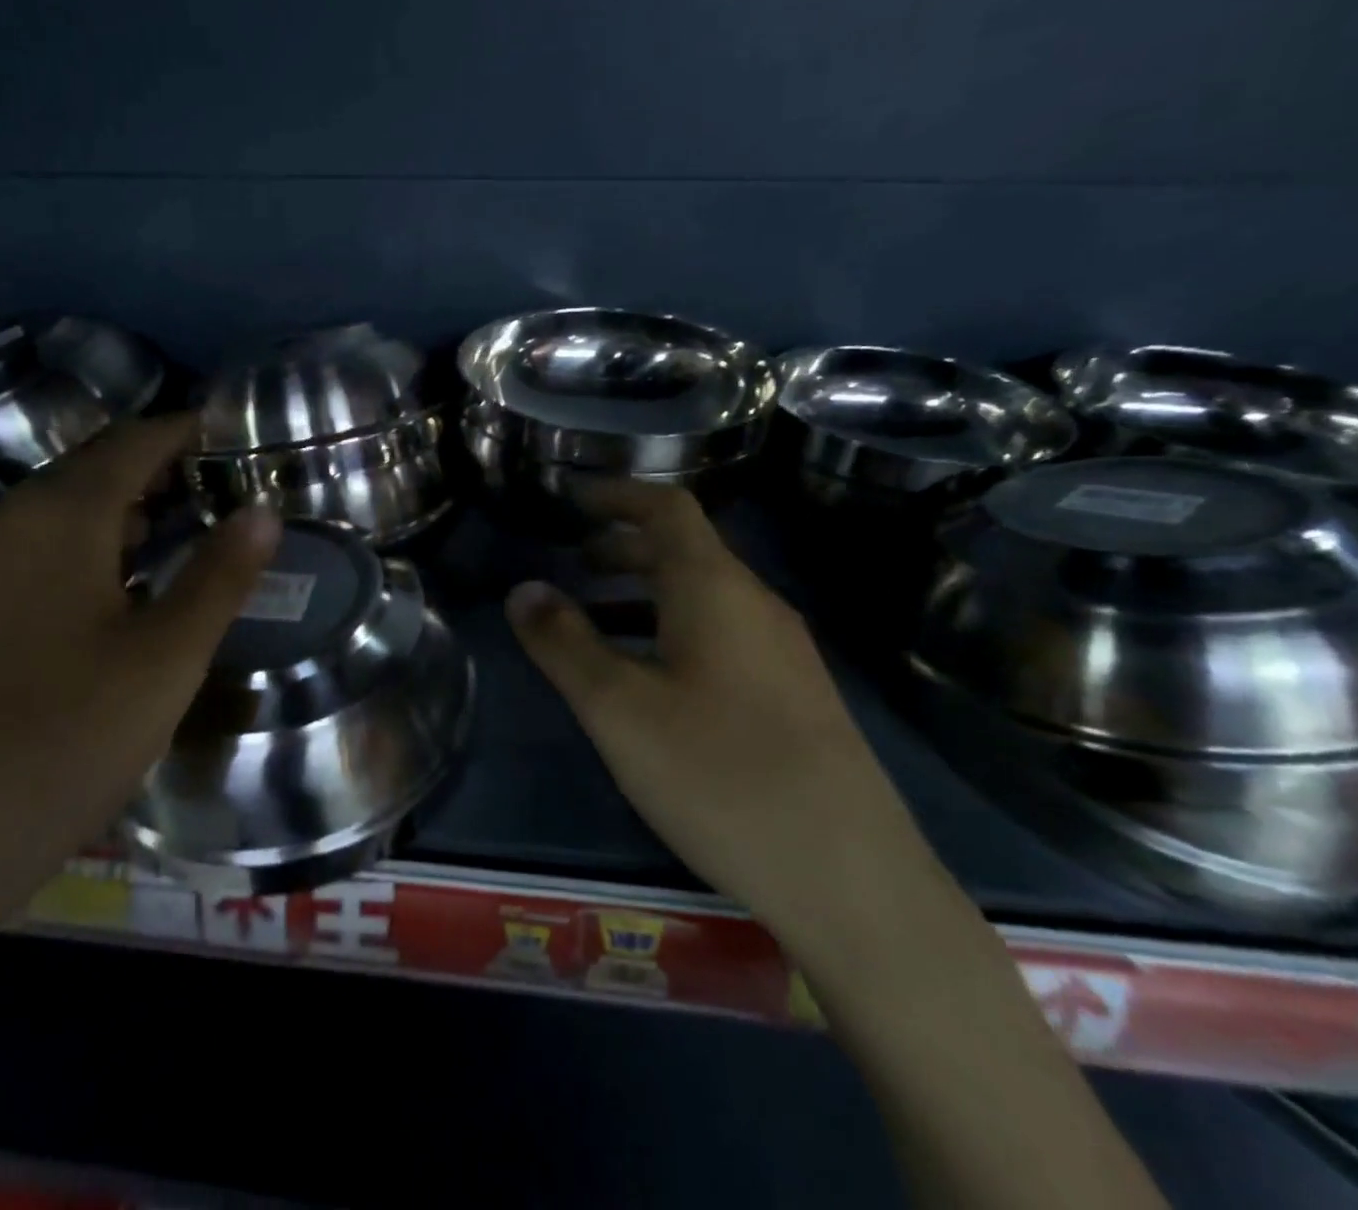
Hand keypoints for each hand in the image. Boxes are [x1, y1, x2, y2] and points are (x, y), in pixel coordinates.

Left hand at [0, 415, 281, 941]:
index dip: (187, 431)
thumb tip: (264, 512)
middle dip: (156, 470)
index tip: (232, 436)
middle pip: (90, 470)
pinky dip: (76, 550)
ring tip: (171, 540)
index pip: (135, 441)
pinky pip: (22, 553)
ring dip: (116, 513)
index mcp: (58, 516)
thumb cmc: (57, 744)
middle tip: (215, 492)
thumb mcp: (164, 661)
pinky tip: (100, 599)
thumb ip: (219, 578)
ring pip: (53, 514)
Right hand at [505, 479, 929, 932]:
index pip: (667, 508)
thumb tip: (522, 589)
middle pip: (686, 551)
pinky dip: (674, 630)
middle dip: (624, 548)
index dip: (618, 494)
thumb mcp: (618, 708)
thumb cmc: (720, 775)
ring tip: (598, 621)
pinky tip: (652, 681)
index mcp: (715, 589)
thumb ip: (563, 643)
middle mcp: (757, 606)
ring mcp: (784, 653)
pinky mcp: (796, 696)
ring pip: (704, 597)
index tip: (573, 498)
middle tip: (574, 563)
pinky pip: (723, 636)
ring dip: (647, 593)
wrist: (852, 880)